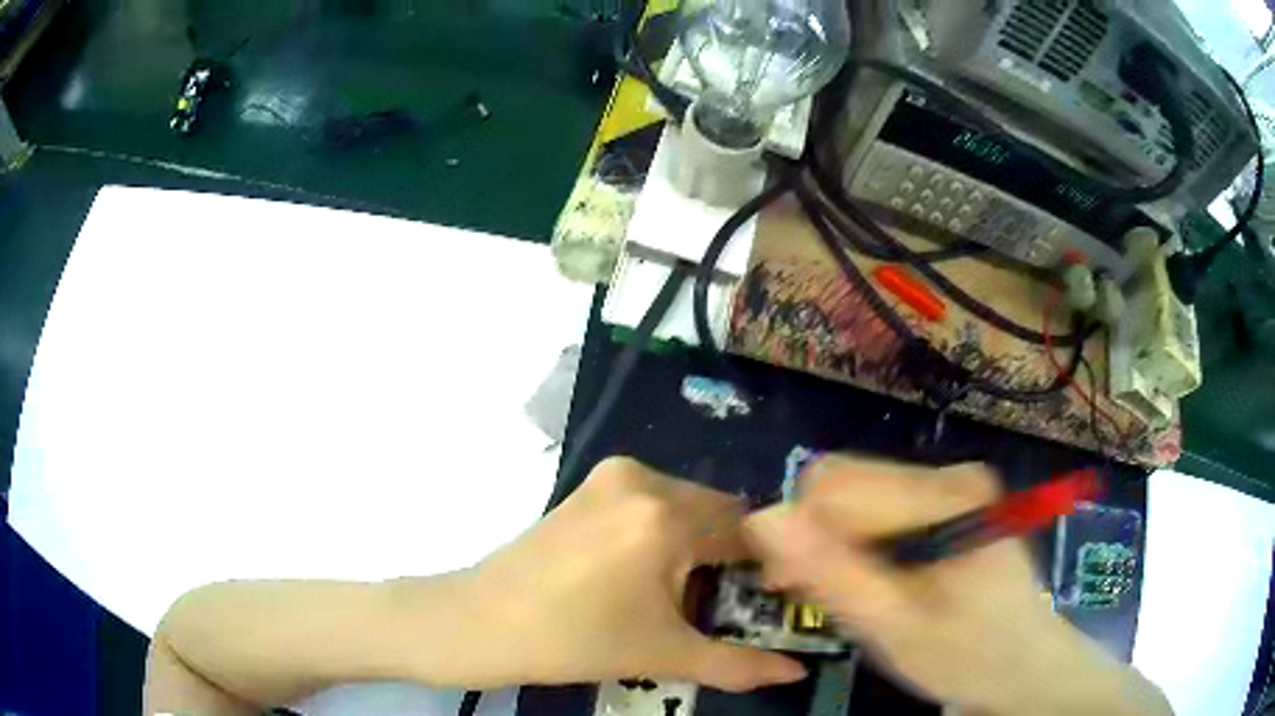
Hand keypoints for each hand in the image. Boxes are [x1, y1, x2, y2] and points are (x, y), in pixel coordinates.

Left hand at [395, 457, 805, 691]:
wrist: (481, 623)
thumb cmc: (575, 642)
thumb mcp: (664, 655)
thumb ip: (741, 665)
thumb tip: (798, 672)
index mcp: (666, 516)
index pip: (748, 528)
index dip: (767, 565)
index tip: (769, 599)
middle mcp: (643, 480)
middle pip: (717, 512)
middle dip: (731, 556)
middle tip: (729, 603)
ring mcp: (611, 478)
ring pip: (685, 506)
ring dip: (697, 544)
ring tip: (686, 594)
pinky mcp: (589, 487)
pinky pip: (651, 502)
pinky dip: (665, 532)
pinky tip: (647, 573)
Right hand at [744, 454, 1171, 715]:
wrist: (1026, 666)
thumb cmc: (967, 656)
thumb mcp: (893, 628)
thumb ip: (832, 574)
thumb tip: (762, 517)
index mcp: (946, 495)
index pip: (835, 483)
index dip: (800, 532)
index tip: (787, 585)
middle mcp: (951, 474)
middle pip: (847, 483)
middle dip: (818, 537)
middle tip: (817, 595)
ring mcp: (952, 485)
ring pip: (858, 495)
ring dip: (838, 544)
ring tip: (850, 596)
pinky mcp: (951, 502)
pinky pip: (880, 508)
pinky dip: (861, 544)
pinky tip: (875, 582)